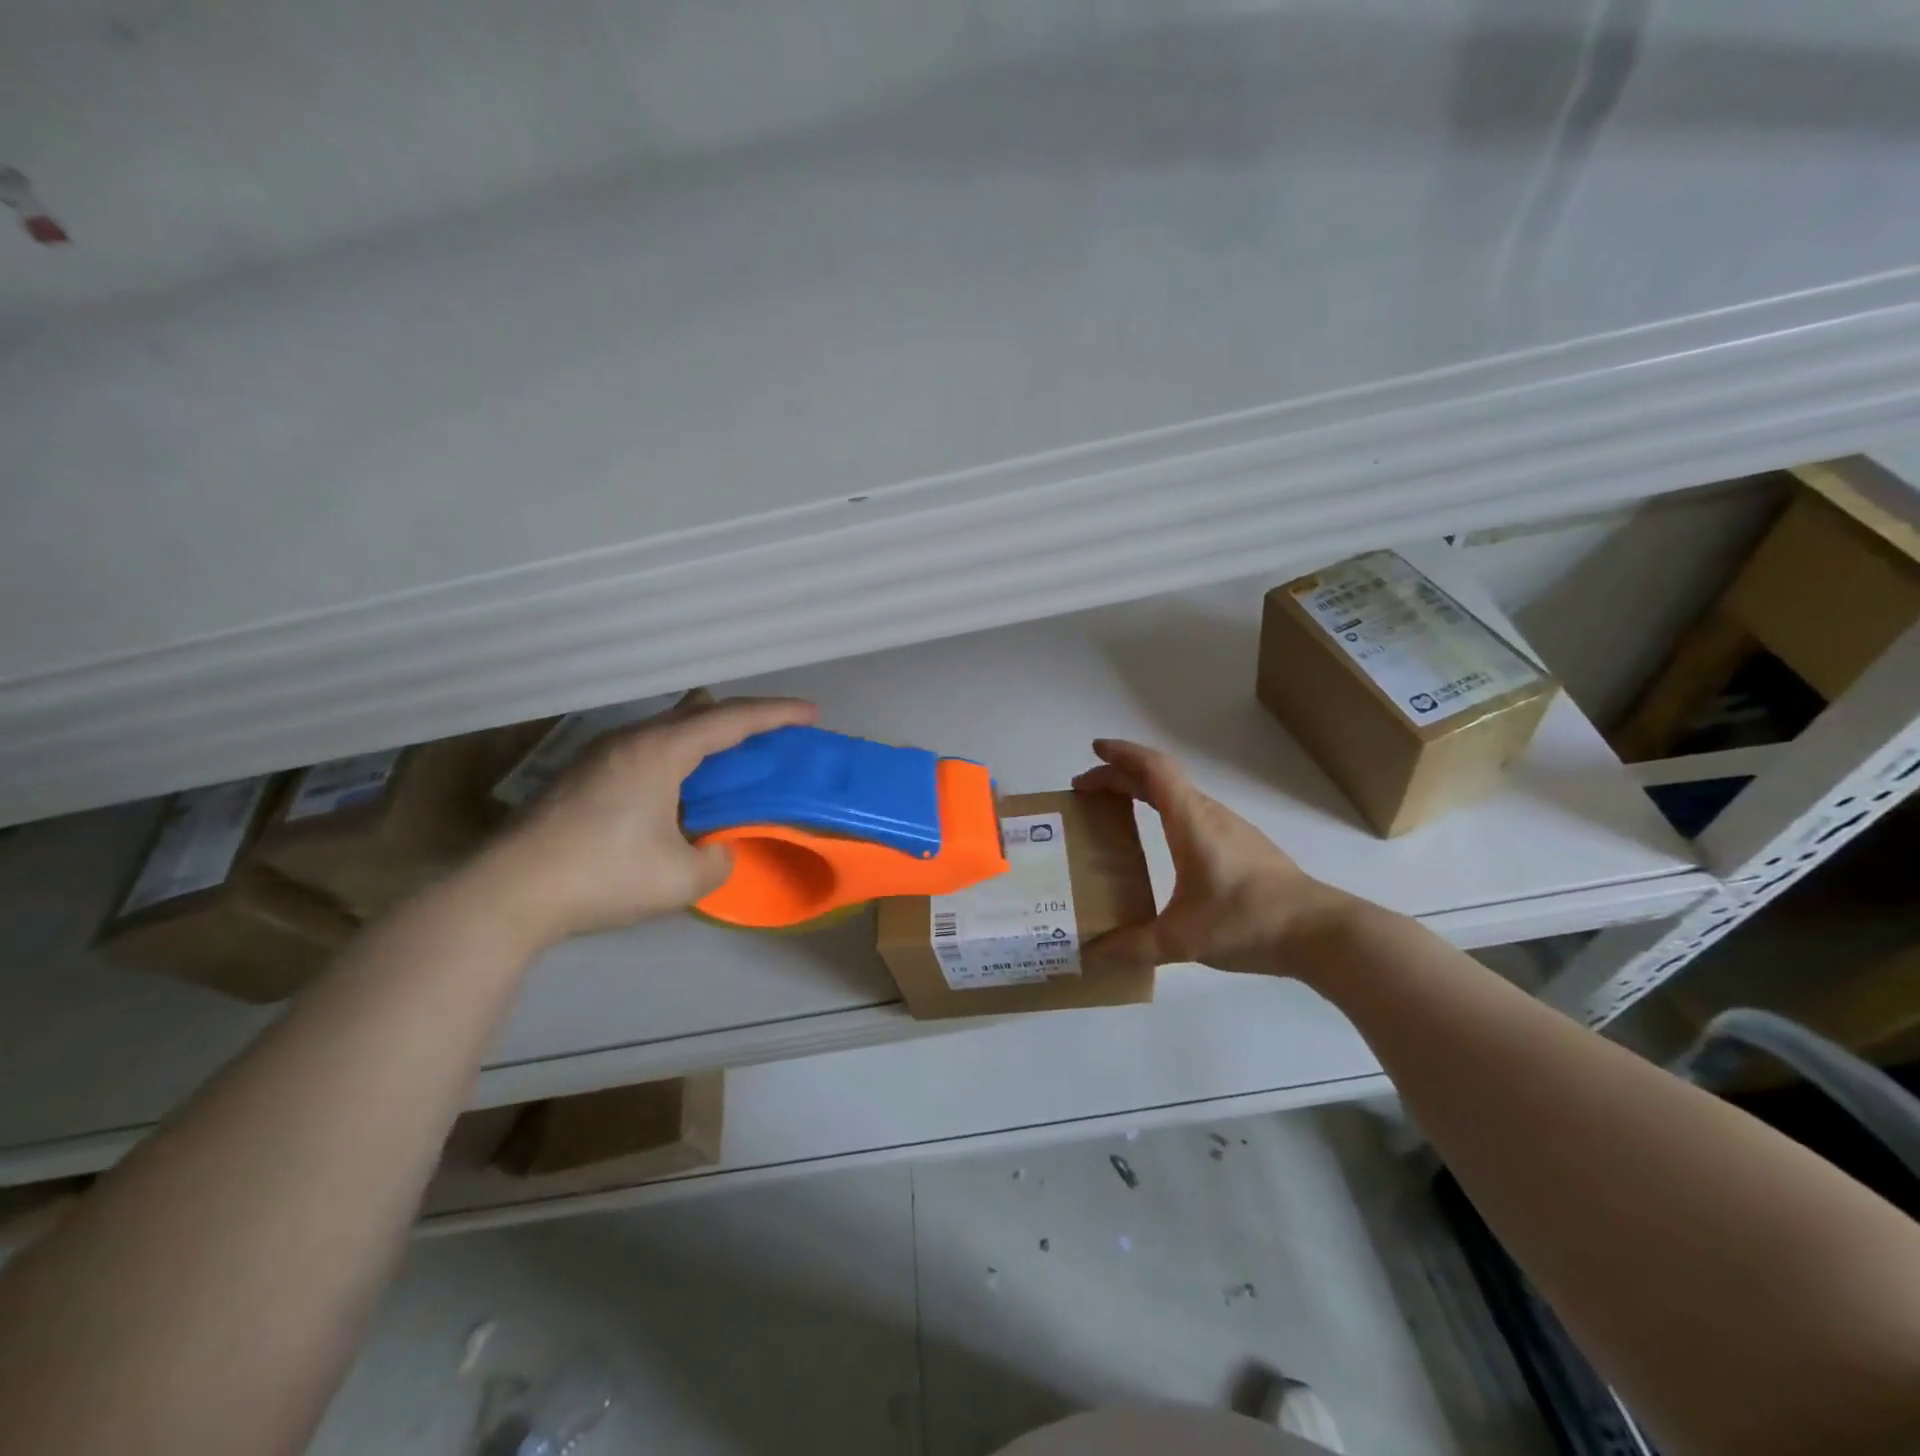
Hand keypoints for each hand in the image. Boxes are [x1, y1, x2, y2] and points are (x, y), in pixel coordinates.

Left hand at [470, 691, 818, 945]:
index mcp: (660, 752)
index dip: (776, 713)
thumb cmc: (601, 877)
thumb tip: (717, 850)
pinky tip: (680, 786)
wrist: (506, 892)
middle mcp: (631, 739)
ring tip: (731, 761)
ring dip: (707, 737)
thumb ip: (718, 859)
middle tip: (775, 737)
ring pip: (669, 727)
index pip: (731, 719)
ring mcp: (601, 753)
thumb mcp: (681, 879)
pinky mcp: (583, 773)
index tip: (811, 712)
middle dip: (744, 718)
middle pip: (700, 711)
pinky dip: (680, 754)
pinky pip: (648, 746)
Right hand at [1071, 738, 1357, 975]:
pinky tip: (1160, 839)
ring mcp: (1230, 829)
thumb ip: (1134, 946)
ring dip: (1143, 792)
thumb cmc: (1247, 921)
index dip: (1122, 754)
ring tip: (1114, 811)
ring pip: (1178, 794)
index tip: (1094, 750)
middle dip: (1120, 776)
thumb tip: (1092, 953)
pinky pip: (1192, 813)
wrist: (1320, 932)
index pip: (1153, 769)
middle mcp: (1209, 815)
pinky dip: (1164, 810)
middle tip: (1086, 790)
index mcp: (1190, 821)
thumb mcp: (1182, 939)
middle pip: (1160, 778)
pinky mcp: (1243, 846)